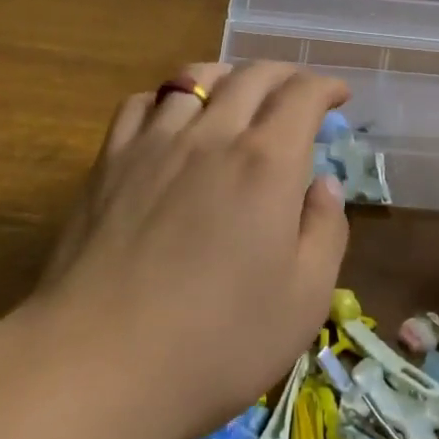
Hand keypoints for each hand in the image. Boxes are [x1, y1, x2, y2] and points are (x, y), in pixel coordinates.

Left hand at [34, 62, 351, 438]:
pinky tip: (171, 119)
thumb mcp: (303, 300)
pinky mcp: (109, 162)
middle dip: (284, 74)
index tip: (339, 95)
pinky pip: (140, 103)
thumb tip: (324, 185)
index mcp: (266, 163)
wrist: (99, 364)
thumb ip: (325, 231)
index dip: (325, 86)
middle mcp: (212, 135)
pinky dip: (167, 97)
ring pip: (194, 79)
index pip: (301, 95)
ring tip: (237, 92)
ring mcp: (154, 143)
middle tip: (298, 91)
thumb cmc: (216, 342)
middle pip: (252, 76)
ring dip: (227, 76)